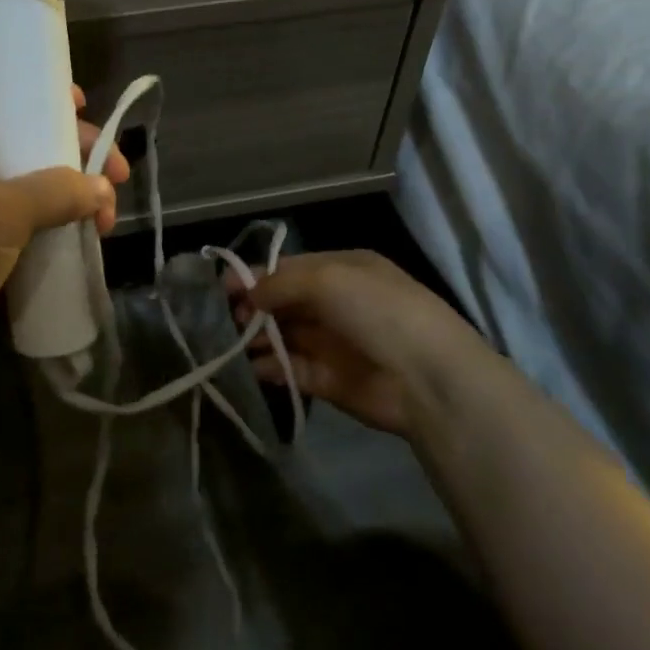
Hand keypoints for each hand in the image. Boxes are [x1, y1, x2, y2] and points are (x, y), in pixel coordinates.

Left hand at [0, 74, 129, 385]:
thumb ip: (57, 190)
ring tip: (108, 218)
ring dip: (80, 191)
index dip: (36, 83)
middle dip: (78, 148)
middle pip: (30, 133)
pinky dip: (67, 220)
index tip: (81, 102)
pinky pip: (38, 217)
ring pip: (41, 178)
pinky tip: (93, 235)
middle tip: (117, 172)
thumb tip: (102, 189)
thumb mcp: (1, 210)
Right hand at [234, 250, 486, 436]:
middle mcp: (338, 303)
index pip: (291, 268)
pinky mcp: (330, 381)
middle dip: (254, 307)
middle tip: (225, 318)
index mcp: (344, 270)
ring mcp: (334, 343)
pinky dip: (270, 368)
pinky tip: (250, 368)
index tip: (222, 287)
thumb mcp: (328, 279)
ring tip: (230, 344)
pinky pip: (292, 369)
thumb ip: (282, 284)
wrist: (427, 378)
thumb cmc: (377, 311)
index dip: (256, 275)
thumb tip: (249, 295)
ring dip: (258, 338)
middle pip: (285, 302)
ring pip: (285, 336)